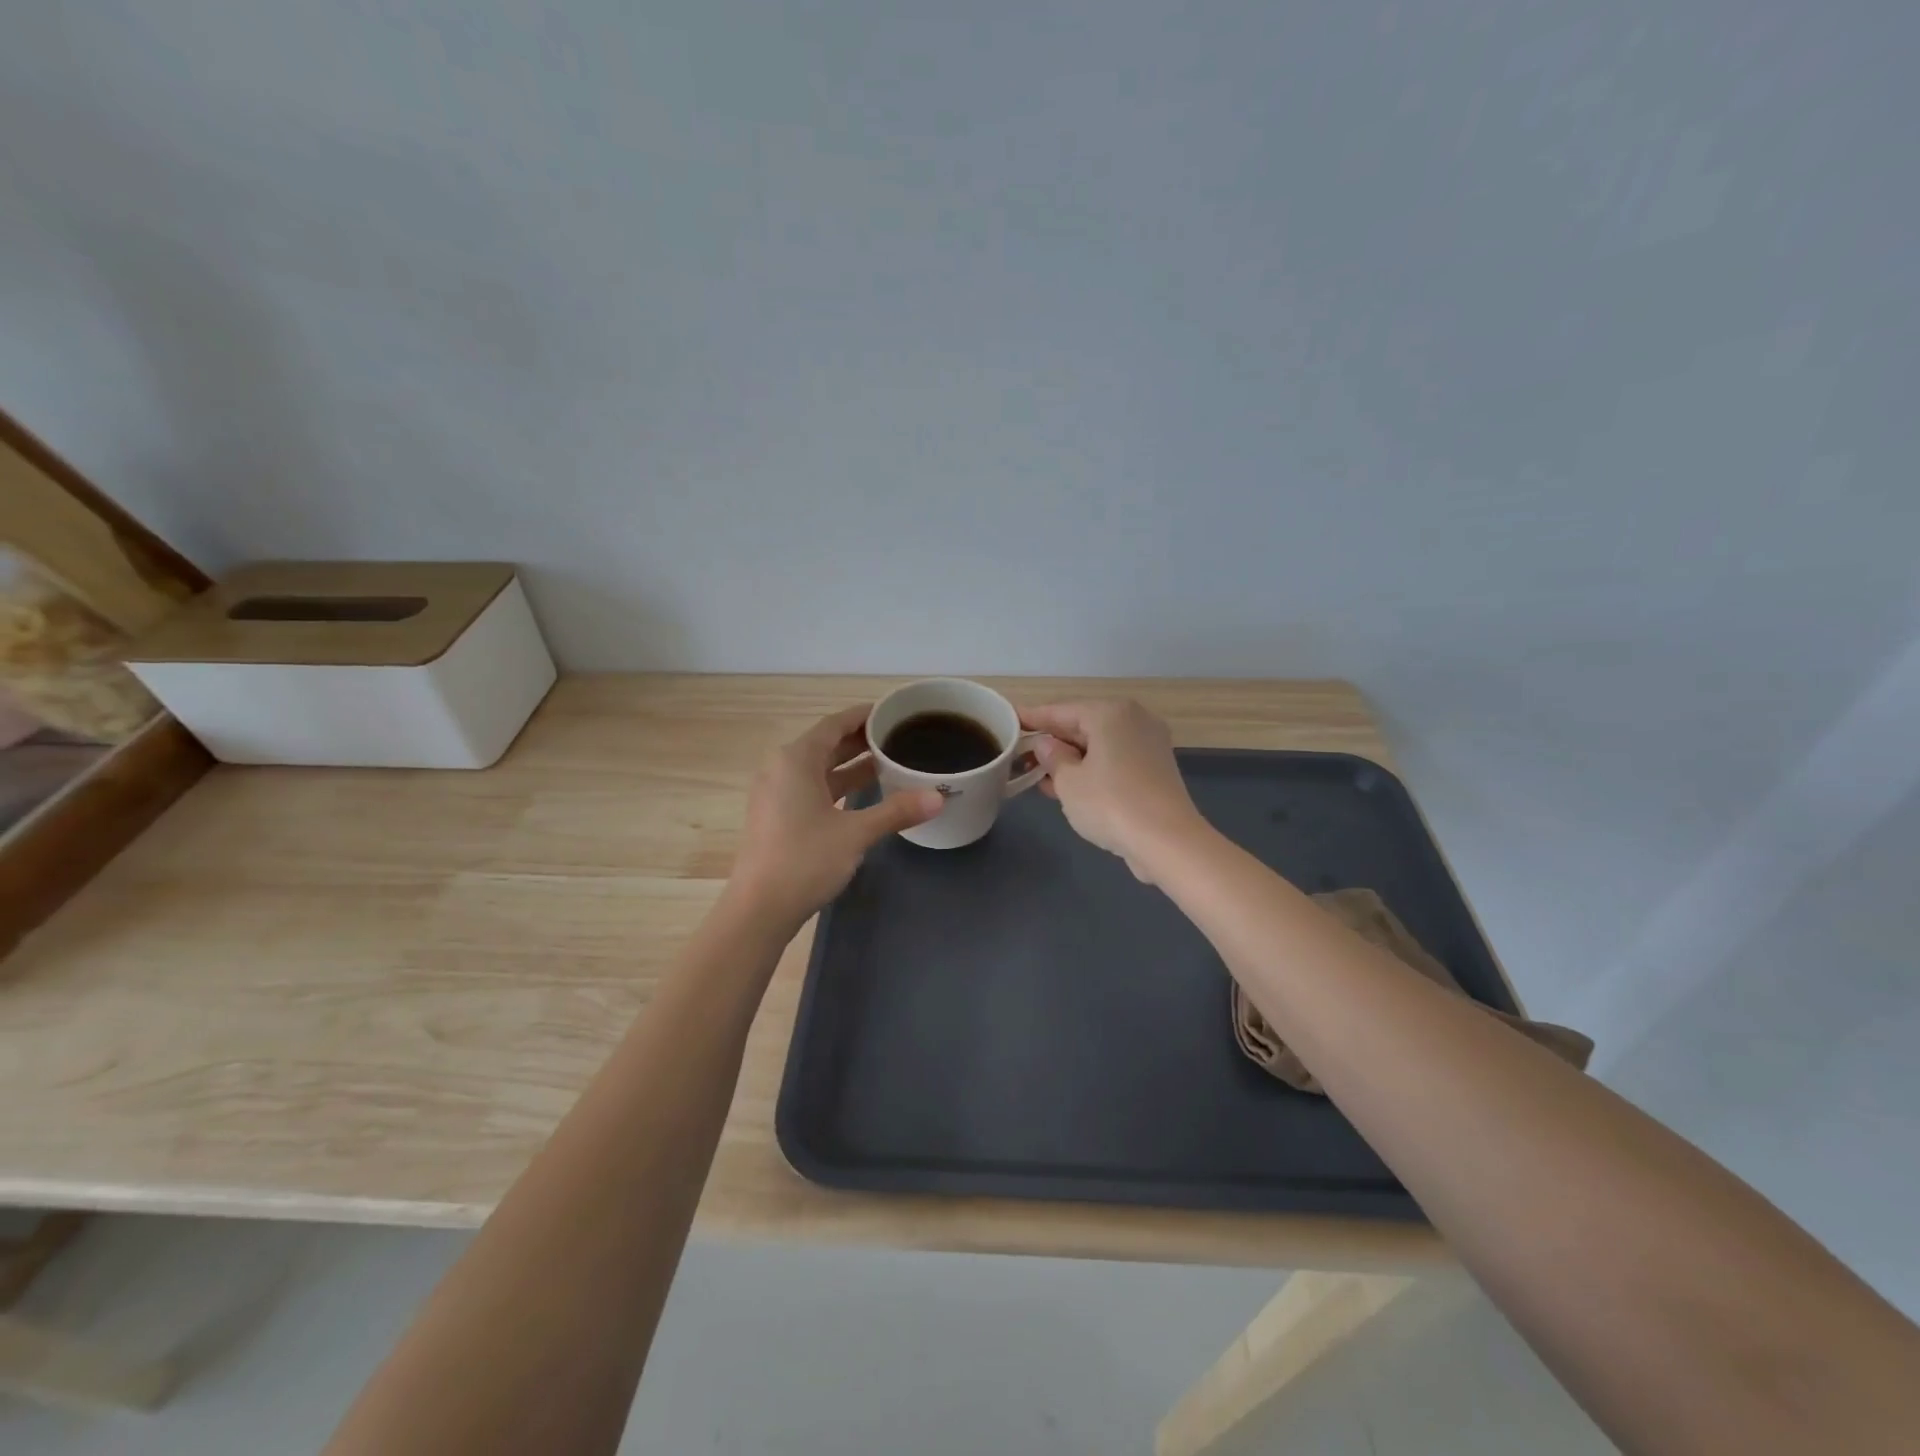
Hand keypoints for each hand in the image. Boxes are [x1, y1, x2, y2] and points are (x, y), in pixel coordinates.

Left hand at [728, 705, 944, 924]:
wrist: (759, 909)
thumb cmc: (805, 860)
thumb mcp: (856, 833)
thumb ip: (897, 811)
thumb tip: (938, 798)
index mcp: (795, 760)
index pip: (834, 724)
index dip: (864, 716)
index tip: (893, 712)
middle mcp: (781, 768)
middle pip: (826, 744)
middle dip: (861, 741)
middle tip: (899, 738)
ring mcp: (776, 794)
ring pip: (819, 768)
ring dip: (851, 765)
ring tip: (890, 762)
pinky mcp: (777, 816)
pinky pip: (812, 788)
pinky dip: (838, 786)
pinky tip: (865, 794)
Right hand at [1020, 700, 1204, 881]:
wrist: (1167, 841)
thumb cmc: (1110, 803)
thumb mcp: (1068, 781)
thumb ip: (1052, 758)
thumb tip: (1046, 745)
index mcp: (1110, 713)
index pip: (1061, 710)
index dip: (1032, 717)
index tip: (1009, 718)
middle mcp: (1133, 720)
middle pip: (1082, 725)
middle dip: (1051, 741)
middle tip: (1019, 752)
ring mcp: (1148, 744)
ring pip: (1098, 745)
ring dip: (1069, 759)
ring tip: (1036, 773)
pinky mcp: (1155, 769)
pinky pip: (1113, 760)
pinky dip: (1090, 769)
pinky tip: (1066, 786)